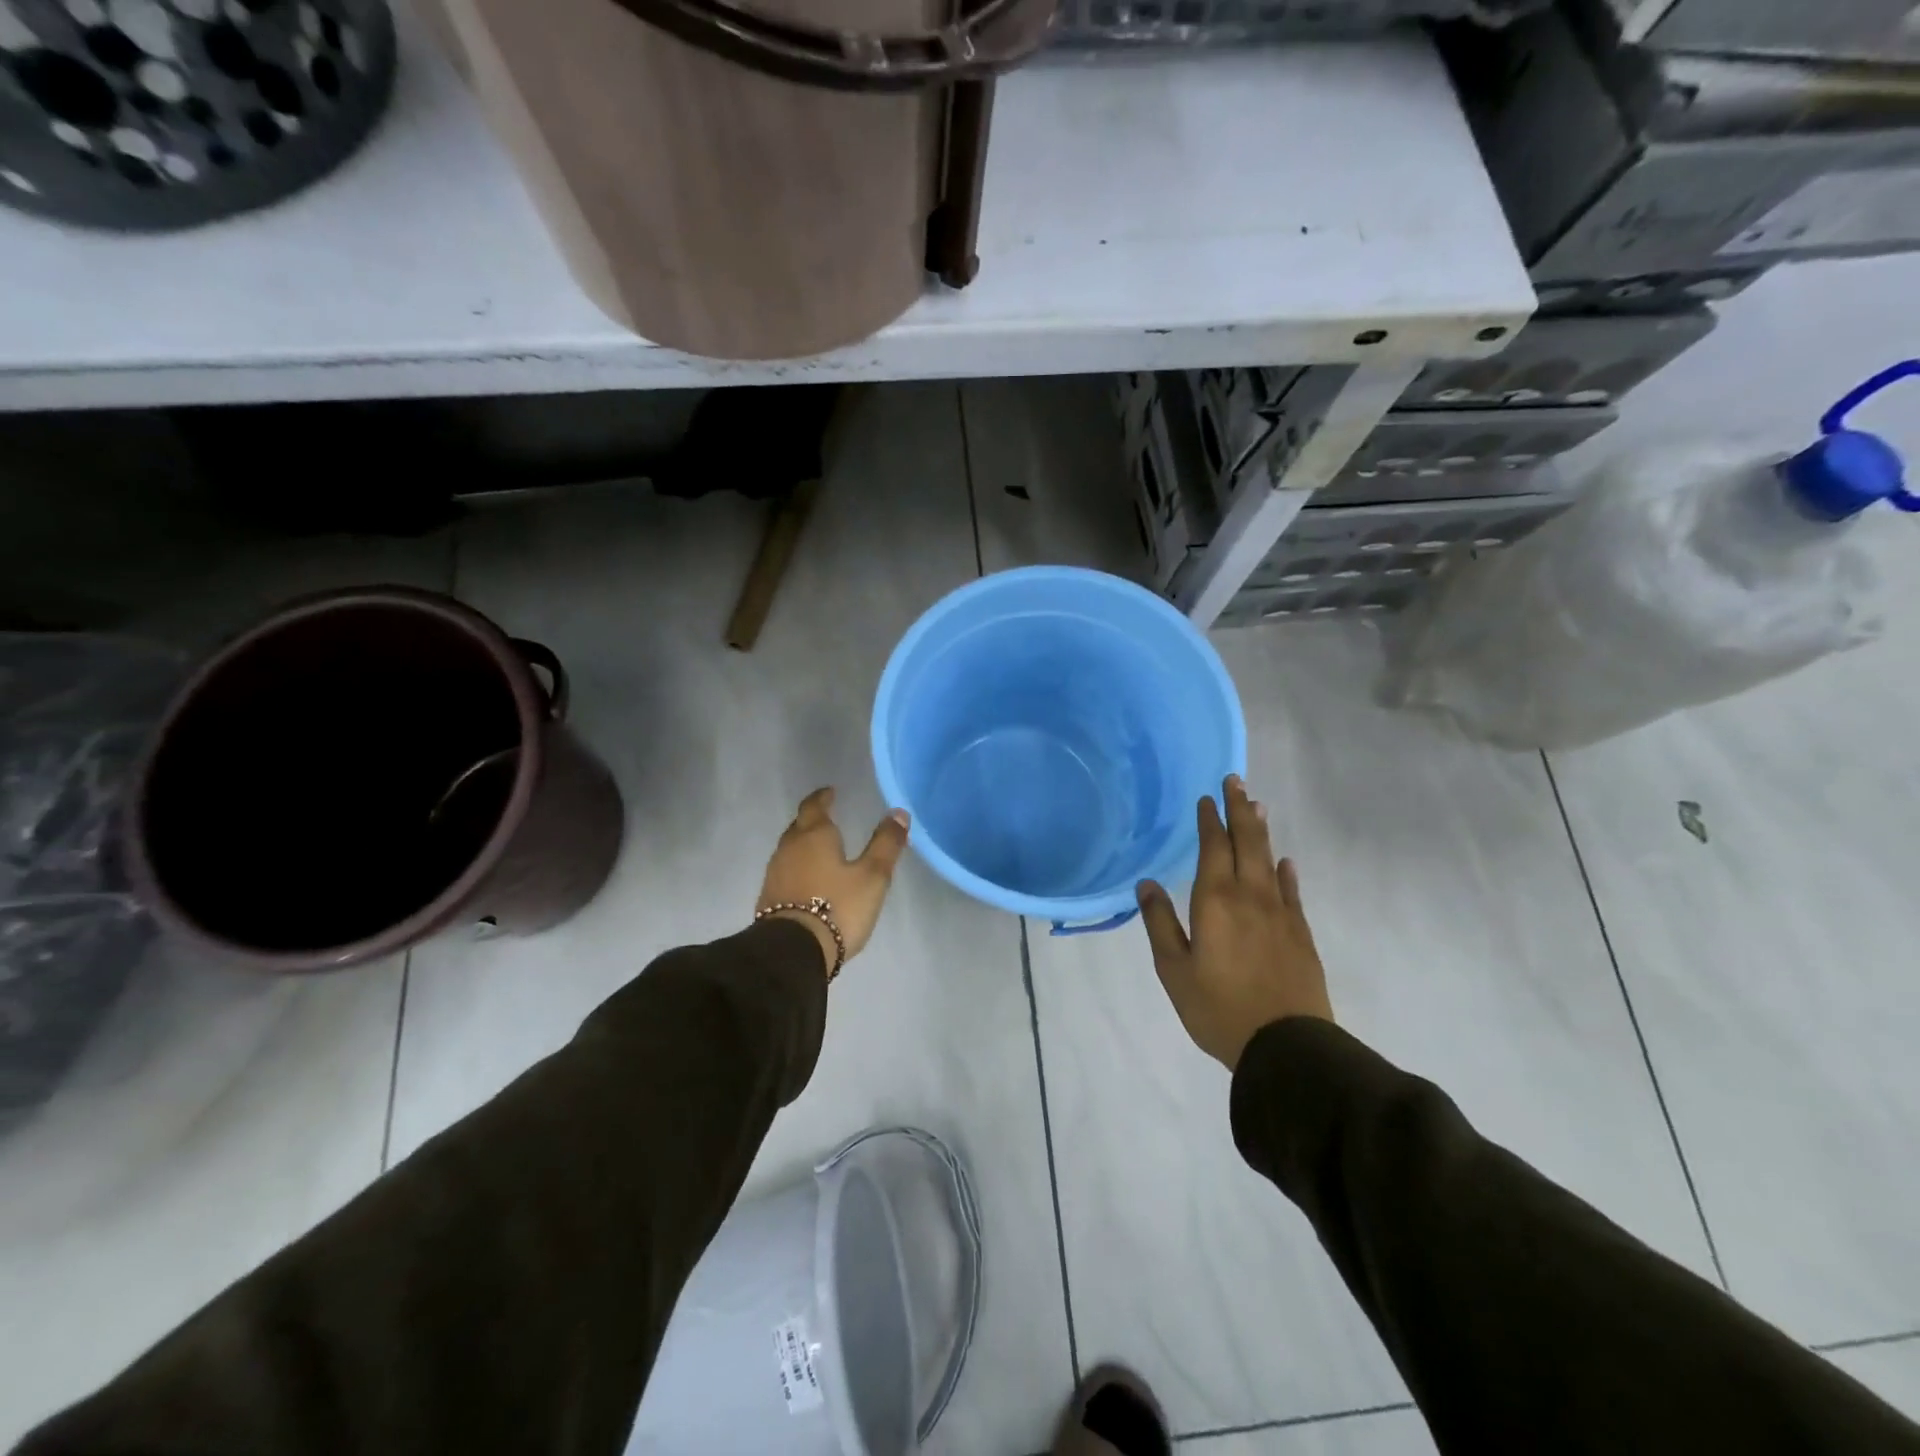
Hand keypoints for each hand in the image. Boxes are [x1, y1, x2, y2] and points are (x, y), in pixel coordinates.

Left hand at [756, 788, 910, 972]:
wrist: (792, 951)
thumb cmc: (837, 906)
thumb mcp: (872, 876)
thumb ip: (886, 844)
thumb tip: (898, 812)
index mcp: (814, 835)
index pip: (814, 806)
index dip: (823, 798)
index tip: (830, 793)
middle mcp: (789, 848)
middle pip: (799, 825)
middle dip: (813, 820)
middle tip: (828, 818)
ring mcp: (775, 873)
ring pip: (790, 849)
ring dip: (804, 845)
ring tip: (821, 849)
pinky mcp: (768, 898)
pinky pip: (785, 872)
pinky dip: (797, 868)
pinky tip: (808, 880)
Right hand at [1137, 775, 1332, 1071]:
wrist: (1287, 1045)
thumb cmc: (1218, 1008)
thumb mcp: (1174, 969)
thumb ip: (1160, 923)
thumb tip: (1147, 883)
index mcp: (1216, 900)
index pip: (1214, 848)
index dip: (1210, 820)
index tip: (1207, 797)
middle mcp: (1251, 896)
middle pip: (1247, 842)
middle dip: (1240, 809)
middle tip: (1236, 781)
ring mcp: (1280, 913)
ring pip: (1270, 860)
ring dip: (1262, 831)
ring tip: (1258, 806)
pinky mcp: (1300, 933)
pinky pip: (1292, 891)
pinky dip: (1286, 872)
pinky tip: (1286, 862)